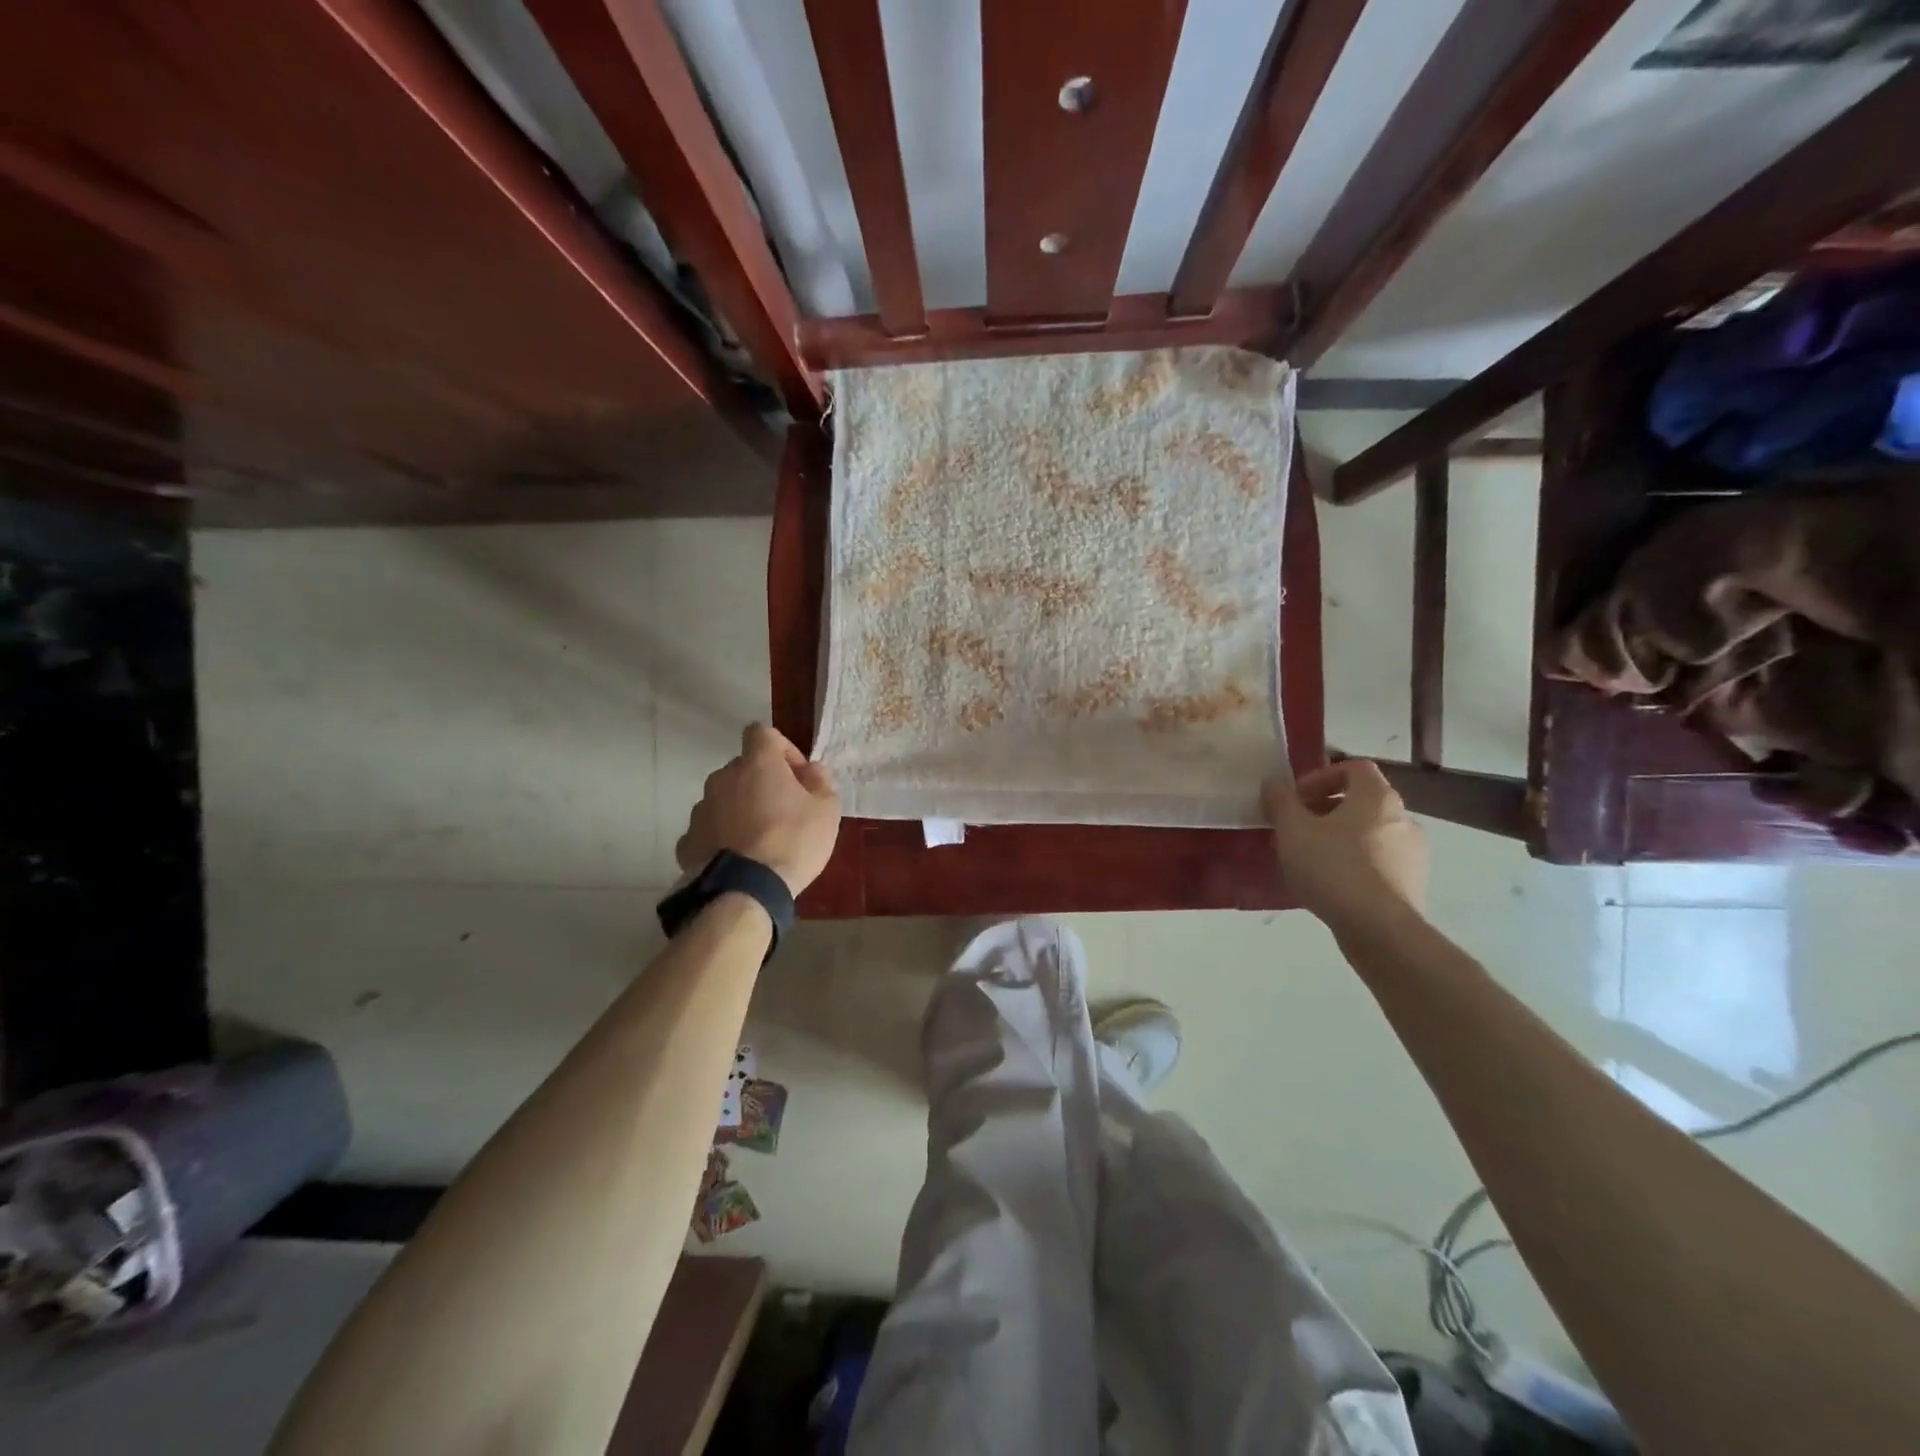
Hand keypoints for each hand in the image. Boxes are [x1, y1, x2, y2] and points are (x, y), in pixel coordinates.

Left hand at [676, 724, 840, 894]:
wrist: (745, 890)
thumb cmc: (792, 841)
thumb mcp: (826, 811)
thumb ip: (821, 783)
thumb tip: (812, 771)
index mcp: (757, 763)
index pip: (762, 733)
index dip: (782, 749)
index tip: (798, 776)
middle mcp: (723, 778)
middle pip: (743, 768)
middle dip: (762, 783)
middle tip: (783, 811)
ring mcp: (701, 809)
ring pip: (724, 799)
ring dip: (740, 809)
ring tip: (759, 840)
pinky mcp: (688, 841)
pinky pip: (709, 830)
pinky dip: (721, 837)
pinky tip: (737, 858)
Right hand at [1262, 760, 1427, 934]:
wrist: (1379, 929)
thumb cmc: (1333, 867)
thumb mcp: (1292, 829)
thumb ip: (1280, 801)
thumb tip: (1274, 784)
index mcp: (1376, 797)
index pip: (1353, 768)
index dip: (1320, 776)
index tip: (1295, 798)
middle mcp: (1402, 818)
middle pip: (1360, 801)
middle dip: (1324, 810)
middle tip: (1295, 829)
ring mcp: (1412, 852)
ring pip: (1368, 833)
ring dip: (1338, 838)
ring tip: (1309, 859)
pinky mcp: (1412, 883)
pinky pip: (1377, 861)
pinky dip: (1354, 863)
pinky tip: (1330, 884)